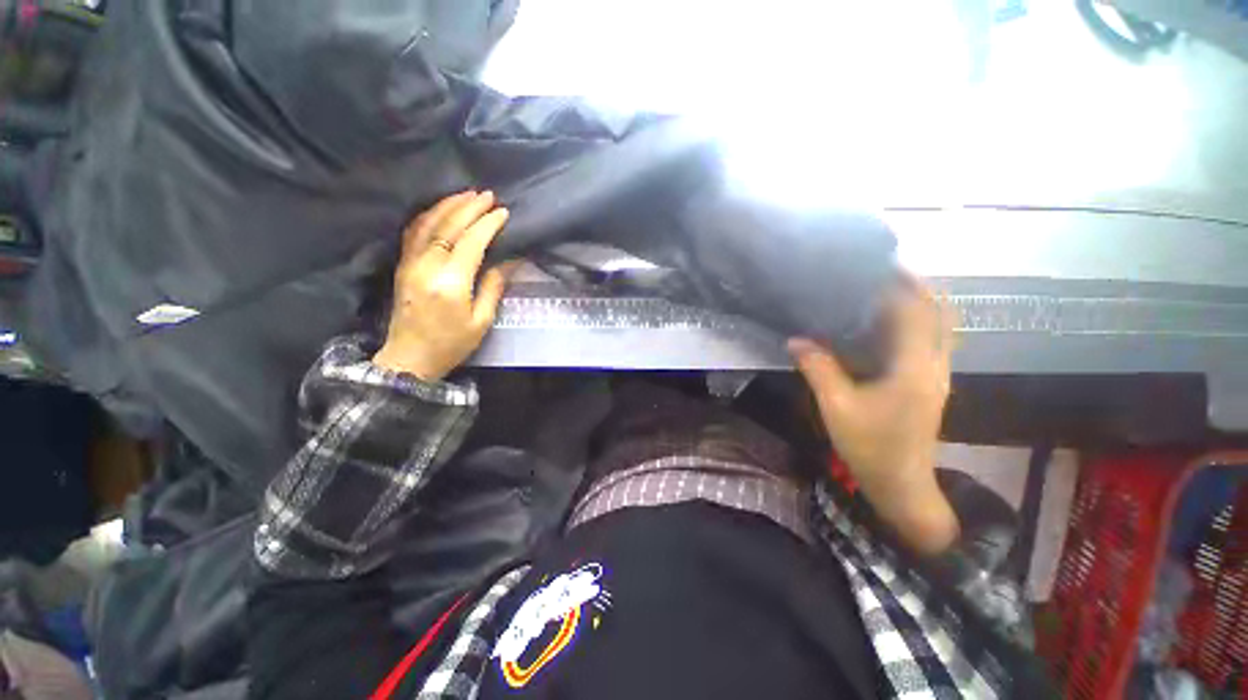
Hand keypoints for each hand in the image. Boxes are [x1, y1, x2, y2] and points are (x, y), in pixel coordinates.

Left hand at [373, 191, 514, 379]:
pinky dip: (428, 215)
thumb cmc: (453, 344)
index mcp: (451, 283)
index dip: (488, 224)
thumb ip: (494, 287)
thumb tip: (509, 261)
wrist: (410, 358)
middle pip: (448, 226)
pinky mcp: (402, 265)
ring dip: (448, 205)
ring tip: (467, 194)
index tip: (503, 212)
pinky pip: (413, 232)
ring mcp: (410, 263)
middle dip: (469, 207)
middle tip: (488, 195)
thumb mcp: (482, 321)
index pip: (471, 242)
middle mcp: (427, 267)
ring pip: (427, 224)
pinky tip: (440, 209)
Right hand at [789, 278, 958, 553]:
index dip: (901, 285)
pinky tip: (886, 322)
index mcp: (914, 369)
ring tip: (883, 289)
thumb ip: (818, 369)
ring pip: (938, 326)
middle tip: (881, 272)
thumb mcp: (837, 406)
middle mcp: (934, 365)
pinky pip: (929, 340)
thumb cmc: (870, 446)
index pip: (917, 313)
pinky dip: (915, 321)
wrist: (900, 482)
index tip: (878, 265)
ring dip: (918, 302)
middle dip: (915, 286)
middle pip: (938, 313)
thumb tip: (795, 340)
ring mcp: (937, 374)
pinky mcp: (930, 382)